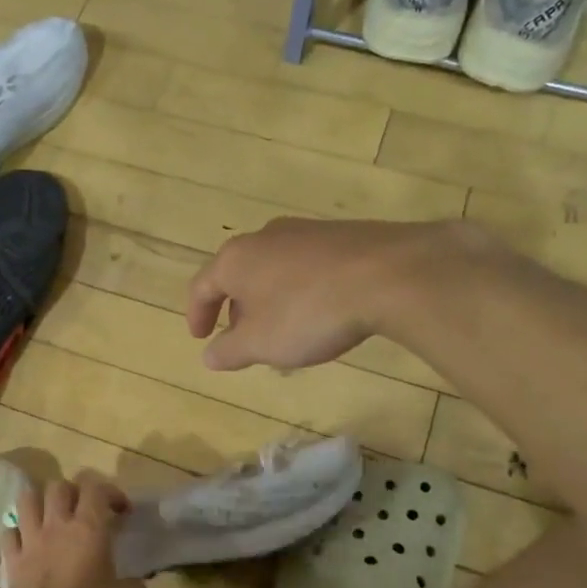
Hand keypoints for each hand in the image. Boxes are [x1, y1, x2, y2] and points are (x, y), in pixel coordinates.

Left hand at [0, 472, 146, 587]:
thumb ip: (135, 585)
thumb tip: (135, 582)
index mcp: (88, 528)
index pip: (95, 486)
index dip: (111, 491)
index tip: (122, 512)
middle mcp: (56, 525)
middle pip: (59, 485)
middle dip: (75, 492)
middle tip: (87, 512)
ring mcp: (29, 540)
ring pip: (28, 498)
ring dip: (42, 502)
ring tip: (54, 518)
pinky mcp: (10, 559)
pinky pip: (10, 531)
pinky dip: (20, 531)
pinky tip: (30, 544)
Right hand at [186, 217, 424, 370]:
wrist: (389, 274)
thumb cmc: (308, 312)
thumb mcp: (261, 344)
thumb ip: (229, 351)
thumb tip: (208, 356)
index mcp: (235, 259)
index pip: (202, 286)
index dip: (197, 315)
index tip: (201, 338)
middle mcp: (264, 237)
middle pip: (238, 274)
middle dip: (236, 308)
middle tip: (243, 337)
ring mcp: (305, 231)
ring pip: (273, 268)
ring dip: (269, 300)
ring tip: (283, 329)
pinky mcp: (341, 234)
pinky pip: (306, 265)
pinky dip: (299, 290)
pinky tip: (319, 312)